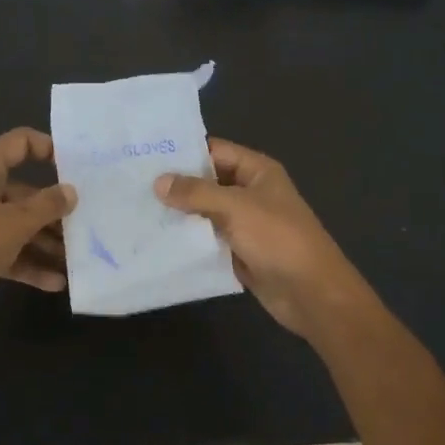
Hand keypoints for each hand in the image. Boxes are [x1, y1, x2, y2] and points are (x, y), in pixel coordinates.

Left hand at [0, 128, 76, 343]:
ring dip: (45, 240)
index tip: (78, 166)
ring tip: (77, 257)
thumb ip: (46, 206)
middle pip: (23, 190)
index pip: (18, 143)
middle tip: (87, 220)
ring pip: (17, 224)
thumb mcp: (12, 226)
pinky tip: (56, 281)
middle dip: (54, 208)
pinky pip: (7, 251)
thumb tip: (71, 191)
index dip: (48, 148)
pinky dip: (29, 263)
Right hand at [156, 138, 366, 337]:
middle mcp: (251, 192)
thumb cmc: (278, 238)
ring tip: (137, 211)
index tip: (145, 156)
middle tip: (132, 185)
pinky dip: (189, 240)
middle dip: (176, 185)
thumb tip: (158, 181)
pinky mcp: (239, 252)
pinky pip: (209, 240)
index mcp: (257, 171)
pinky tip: (157, 241)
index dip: (184, 152)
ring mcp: (245, 224)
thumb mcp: (236, 207)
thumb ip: (196, 193)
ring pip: (205, 213)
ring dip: (179, 214)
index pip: (215, 151)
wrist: (311, 293)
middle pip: (208, 182)